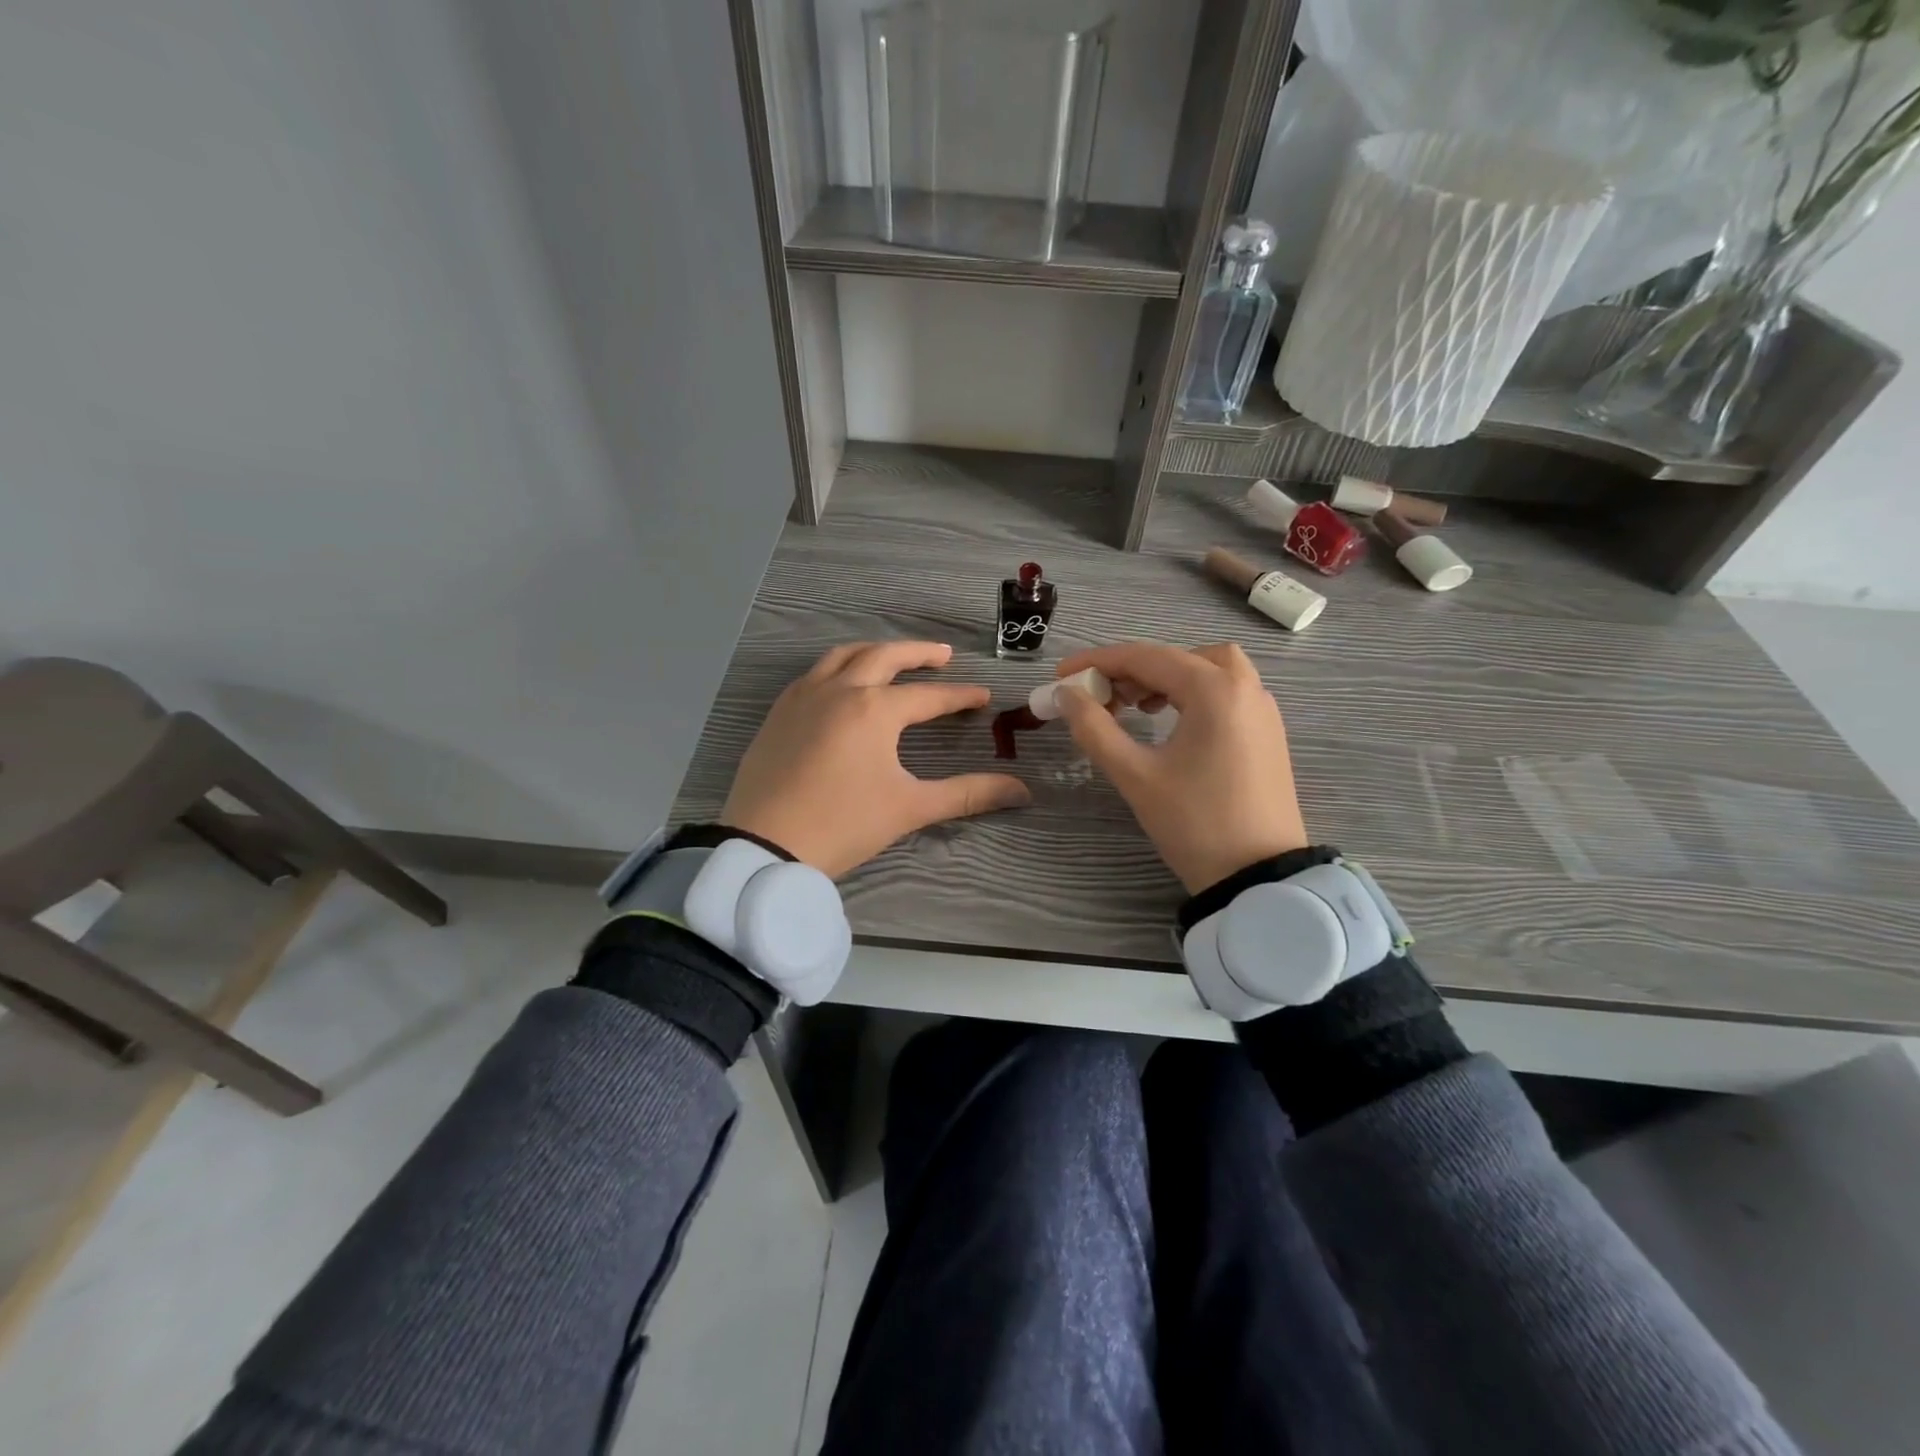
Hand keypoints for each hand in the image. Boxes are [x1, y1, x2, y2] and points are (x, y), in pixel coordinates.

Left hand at [721, 641, 1030, 878]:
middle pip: (885, 656)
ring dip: (875, 651)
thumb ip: (967, 794)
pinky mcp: (779, 712)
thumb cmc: (842, 825)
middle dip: (918, 653)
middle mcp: (840, 690)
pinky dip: (838, 667)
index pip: (929, 696)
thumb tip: (1021, 791)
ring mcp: (804, 697)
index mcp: (875, 709)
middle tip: (943, 655)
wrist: (763, 845)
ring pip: (844, 655)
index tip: (983, 696)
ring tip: (894, 658)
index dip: (960, 696)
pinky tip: (843, 683)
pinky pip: (814, 673)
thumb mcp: (909, 808)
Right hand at [1052, 642, 1307, 892]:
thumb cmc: (1194, 823)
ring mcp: (1262, 710)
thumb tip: (1066, 695)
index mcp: (1214, 691)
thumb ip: (1094, 728)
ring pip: (1208, 670)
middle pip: (1179, 657)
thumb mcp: (1135, 776)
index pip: (1146, 658)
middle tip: (1102, 697)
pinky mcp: (1267, 733)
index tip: (1061, 675)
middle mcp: (1244, 688)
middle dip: (1134, 670)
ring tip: (1136, 708)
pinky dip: (1193, 694)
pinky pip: (1226, 693)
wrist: (1259, 877)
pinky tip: (1171, 724)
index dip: (1097, 662)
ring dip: (1167, 678)